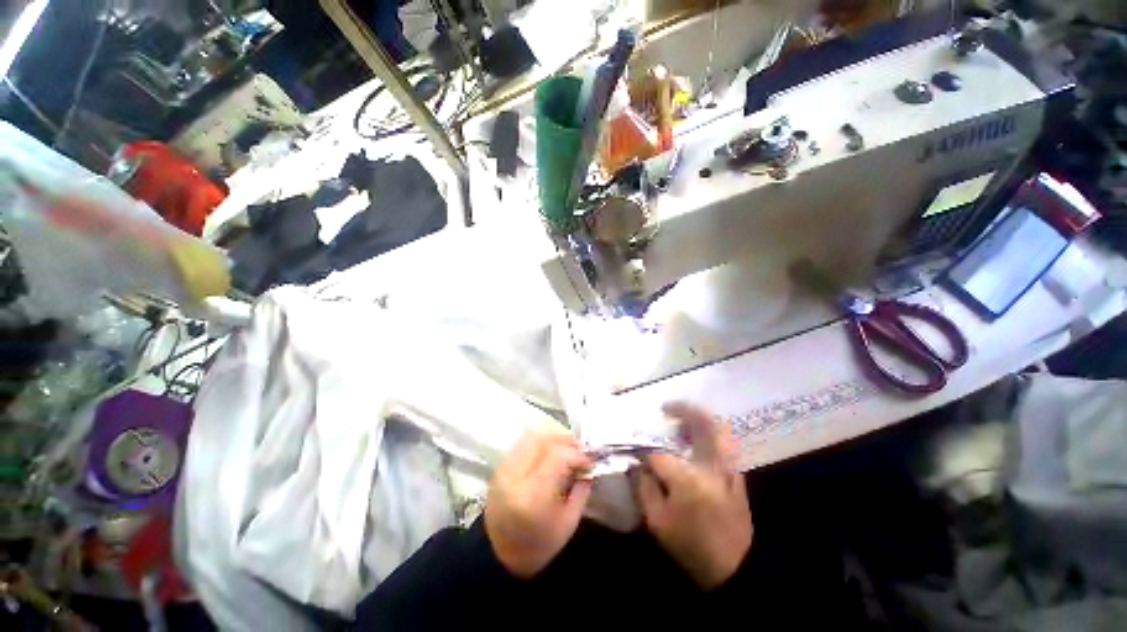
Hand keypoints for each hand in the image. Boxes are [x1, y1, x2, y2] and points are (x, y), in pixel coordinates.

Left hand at [484, 428, 592, 577]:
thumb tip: (588, 465)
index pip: (558, 456)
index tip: (589, 462)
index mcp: (532, 495)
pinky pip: (522, 442)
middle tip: (578, 449)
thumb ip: (581, 490)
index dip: (577, 455)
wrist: (499, 555)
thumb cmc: (538, 545)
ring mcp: (503, 468)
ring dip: (552, 436)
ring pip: (531, 435)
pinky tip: (550, 452)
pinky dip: (540, 441)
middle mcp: (514, 475)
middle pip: (542, 438)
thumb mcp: (568, 523)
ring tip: (565, 448)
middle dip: (565, 439)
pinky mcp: (499, 466)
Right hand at [638, 402, 752, 589]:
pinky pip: (724, 442)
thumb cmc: (691, 546)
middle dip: (681, 409)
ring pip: (719, 428)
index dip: (644, 453)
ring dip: (699, 418)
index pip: (658, 454)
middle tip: (666, 408)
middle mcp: (710, 465)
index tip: (637, 456)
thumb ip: (645, 487)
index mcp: (687, 478)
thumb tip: (640, 464)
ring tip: (682, 419)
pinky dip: (711, 433)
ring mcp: (728, 468)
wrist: (735, 569)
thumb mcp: (657, 521)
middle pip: (700, 423)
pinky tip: (698, 438)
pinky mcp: (737, 474)